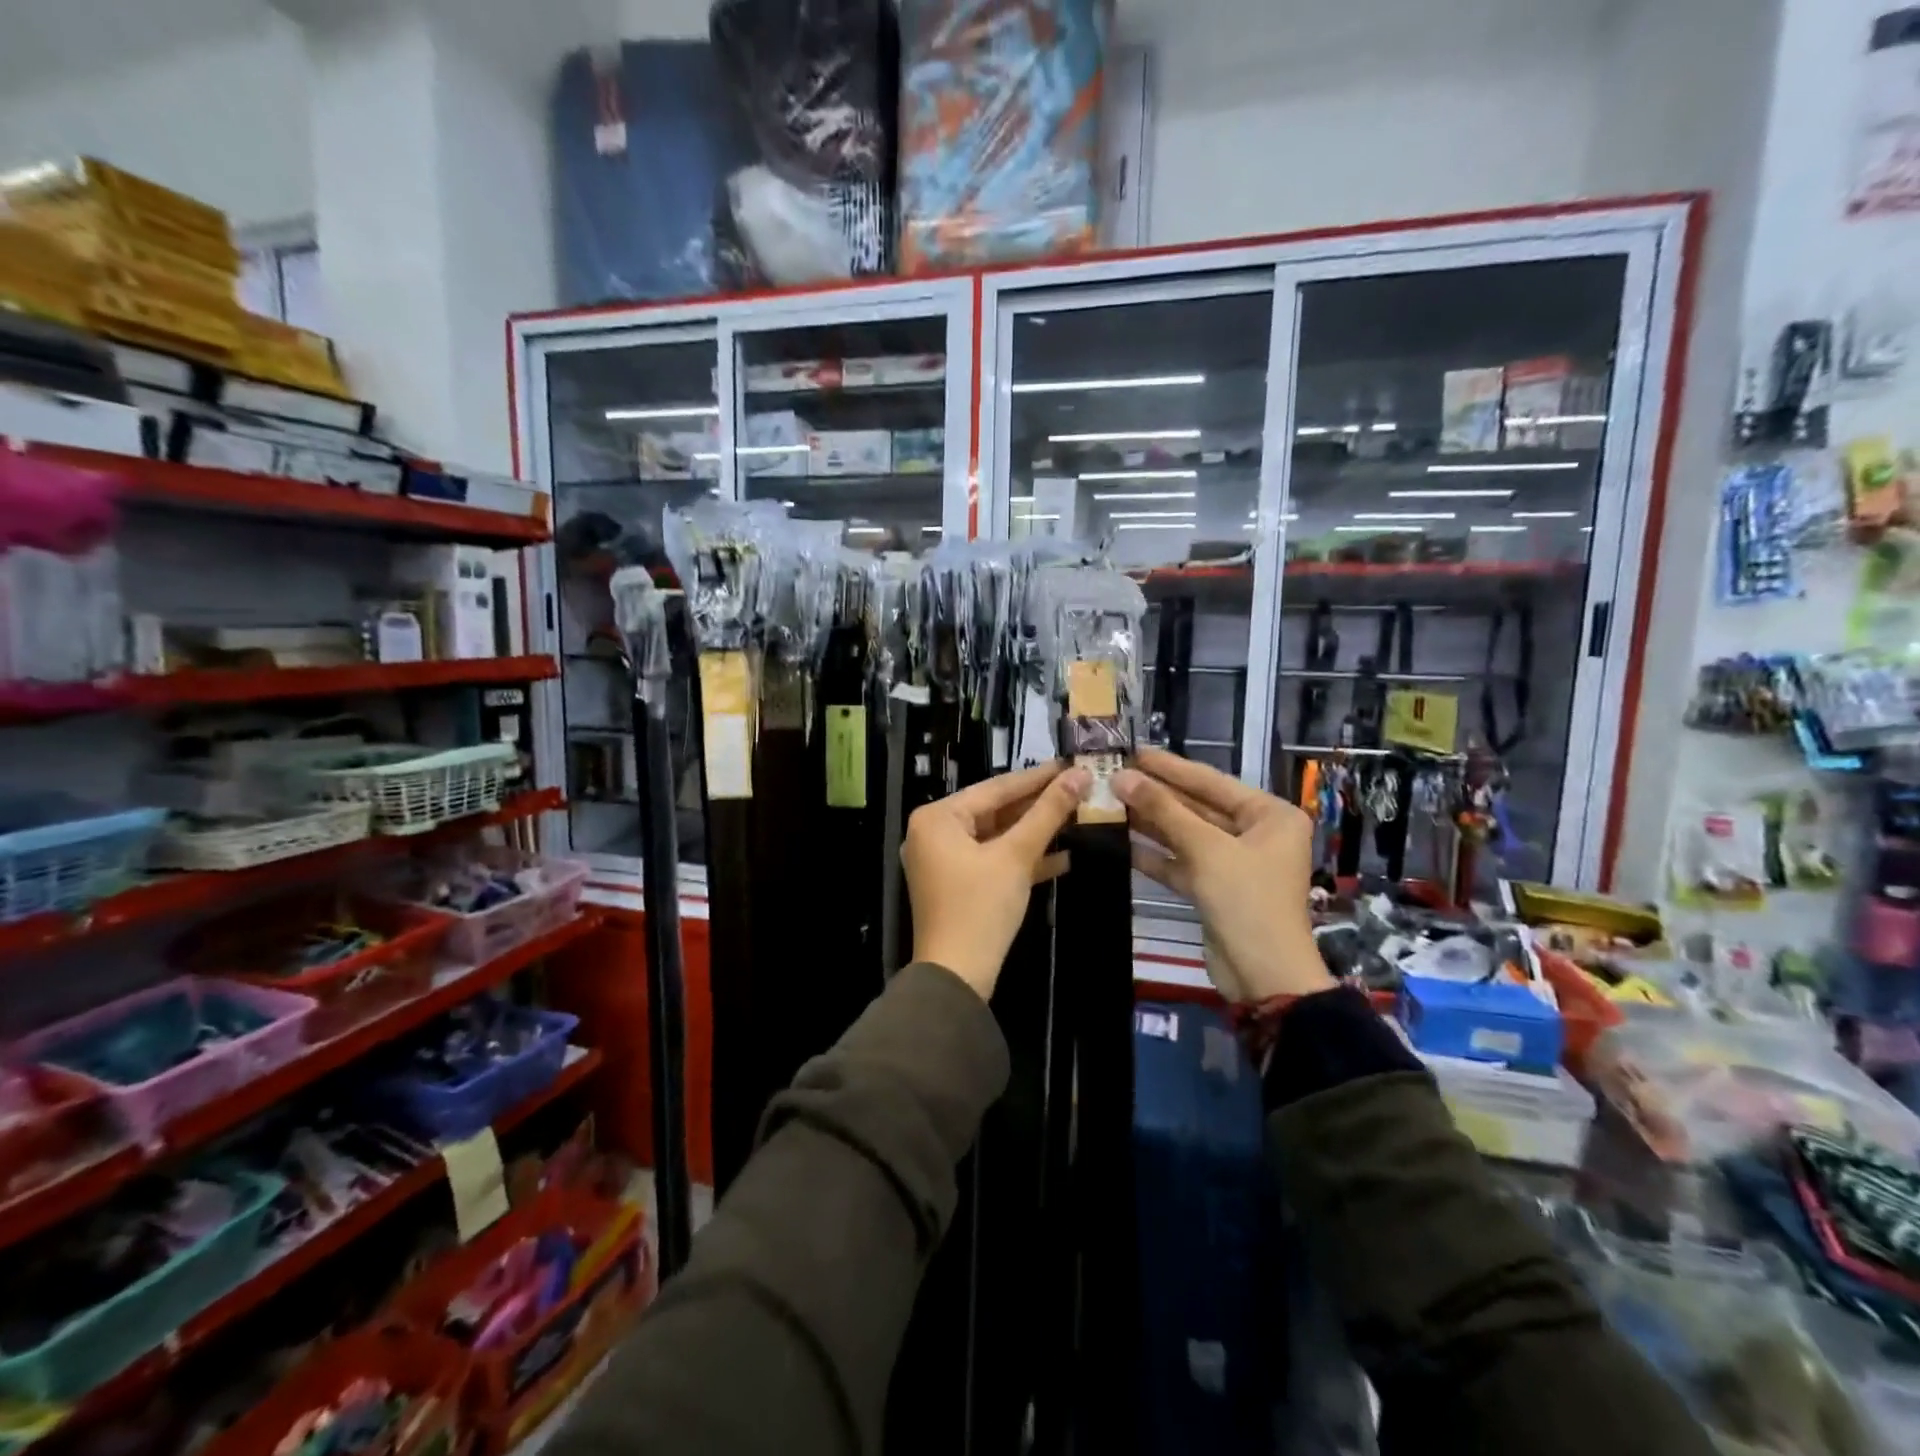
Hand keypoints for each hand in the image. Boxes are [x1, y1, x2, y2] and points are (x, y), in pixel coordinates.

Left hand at [903, 762, 1089, 998]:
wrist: (957, 977)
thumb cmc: (980, 907)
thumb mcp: (1016, 856)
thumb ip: (1048, 813)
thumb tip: (1080, 775)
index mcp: (938, 817)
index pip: (995, 788)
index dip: (1038, 777)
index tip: (1072, 763)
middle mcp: (934, 833)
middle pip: (996, 811)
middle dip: (1039, 806)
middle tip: (1080, 788)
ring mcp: (944, 861)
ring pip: (997, 837)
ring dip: (1036, 833)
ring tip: (1078, 818)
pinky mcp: (958, 885)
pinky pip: (993, 861)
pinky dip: (1023, 859)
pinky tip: (1064, 857)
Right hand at [1116, 747, 1334, 1001]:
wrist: (1264, 976)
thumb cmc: (1247, 901)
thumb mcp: (1206, 849)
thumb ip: (1163, 810)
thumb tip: (1122, 776)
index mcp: (1270, 815)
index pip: (1211, 781)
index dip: (1170, 766)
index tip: (1133, 751)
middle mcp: (1255, 833)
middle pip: (1197, 806)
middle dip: (1156, 795)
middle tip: (1113, 775)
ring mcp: (1234, 862)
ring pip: (1186, 834)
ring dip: (1150, 822)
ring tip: (1109, 802)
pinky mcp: (1214, 888)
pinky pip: (1181, 862)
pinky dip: (1155, 854)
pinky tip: (1120, 840)